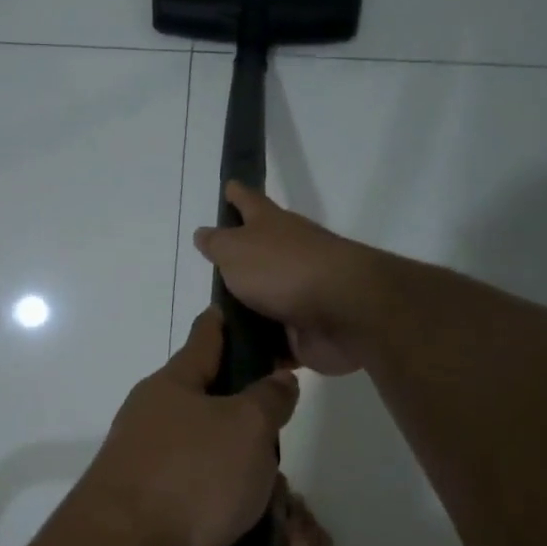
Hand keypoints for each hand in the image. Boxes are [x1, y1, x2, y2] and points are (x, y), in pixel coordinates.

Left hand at [76, 309, 298, 545]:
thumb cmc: (189, 476)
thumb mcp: (246, 427)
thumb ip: (268, 398)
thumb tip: (276, 380)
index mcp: (173, 385)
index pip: (206, 336)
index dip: (230, 321)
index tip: (248, 309)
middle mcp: (156, 420)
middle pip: (217, 409)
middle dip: (254, 429)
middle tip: (282, 446)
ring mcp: (151, 467)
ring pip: (218, 463)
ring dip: (250, 483)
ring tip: (281, 512)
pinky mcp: (154, 513)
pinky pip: (207, 504)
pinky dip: (234, 516)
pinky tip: (260, 538)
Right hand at [192, 183, 386, 374]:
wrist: (343, 312)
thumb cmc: (282, 269)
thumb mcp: (235, 250)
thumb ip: (217, 244)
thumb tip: (203, 234)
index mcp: (271, 227)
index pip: (249, 202)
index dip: (237, 195)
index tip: (229, 185)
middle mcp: (288, 256)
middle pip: (258, 256)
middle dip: (238, 264)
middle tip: (210, 276)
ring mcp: (300, 295)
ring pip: (265, 303)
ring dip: (246, 315)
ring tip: (212, 330)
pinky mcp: (305, 331)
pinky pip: (275, 343)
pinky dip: (261, 351)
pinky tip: (235, 360)